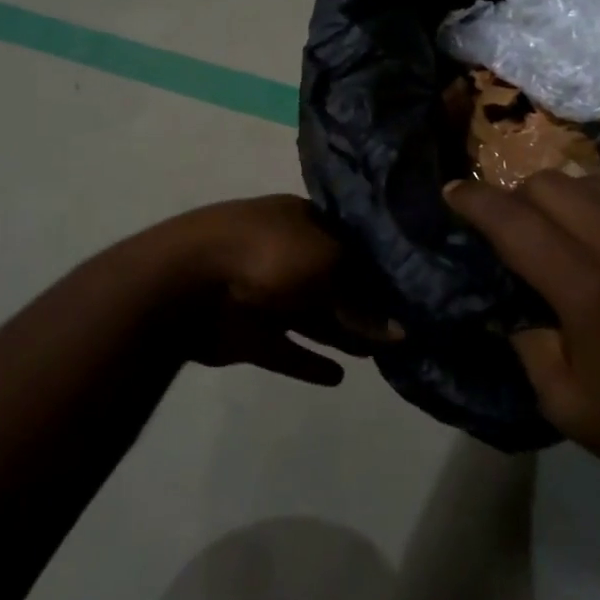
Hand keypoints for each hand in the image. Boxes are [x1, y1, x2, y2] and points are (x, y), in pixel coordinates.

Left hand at [169, 195, 400, 387]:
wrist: (189, 281)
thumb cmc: (270, 254)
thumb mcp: (330, 264)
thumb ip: (363, 300)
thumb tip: (398, 331)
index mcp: (302, 221)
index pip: (350, 242)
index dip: (379, 267)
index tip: (410, 292)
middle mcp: (286, 253)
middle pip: (333, 281)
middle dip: (364, 304)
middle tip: (401, 330)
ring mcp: (264, 293)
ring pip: (312, 316)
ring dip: (342, 334)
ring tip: (377, 355)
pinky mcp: (248, 332)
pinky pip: (286, 349)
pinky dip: (308, 362)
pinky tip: (337, 378)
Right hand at [444, 174, 599, 502]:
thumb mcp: (570, 407)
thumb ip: (527, 347)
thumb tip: (514, 306)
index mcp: (589, 288)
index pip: (513, 221)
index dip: (474, 202)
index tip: (451, 193)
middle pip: (548, 183)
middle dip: (516, 198)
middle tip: (511, 229)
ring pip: (589, 182)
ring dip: (559, 200)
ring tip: (560, 233)